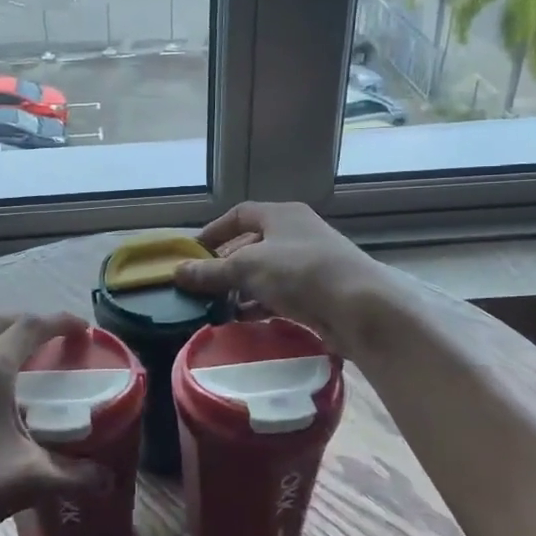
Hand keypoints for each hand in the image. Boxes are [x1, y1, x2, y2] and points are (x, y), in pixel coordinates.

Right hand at [173, 202, 388, 356]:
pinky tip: (243, 321)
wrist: (359, 306)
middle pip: (252, 245)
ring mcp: (309, 264)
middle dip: (226, 266)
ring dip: (241, 290)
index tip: (193, 253)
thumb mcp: (247, 268)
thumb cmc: (299, 272)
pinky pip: (280, 296)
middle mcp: (296, 234)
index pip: (240, 215)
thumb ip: (211, 272)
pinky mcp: (318, 293)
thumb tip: (177, 272)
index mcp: (281, 216)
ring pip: (266, 274)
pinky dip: (260, 306)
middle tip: (202, 285)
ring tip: (217, 307)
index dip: (214, 232)